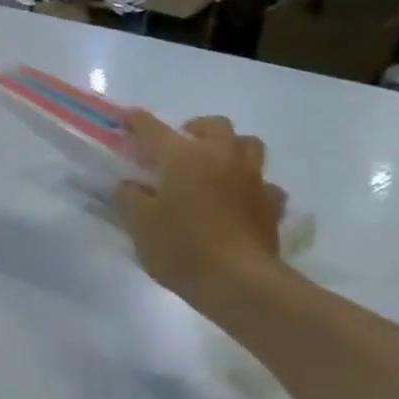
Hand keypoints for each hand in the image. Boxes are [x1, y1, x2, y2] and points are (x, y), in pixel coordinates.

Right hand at [112, 111, 284, 311]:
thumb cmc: (181, 248)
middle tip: (180, 146)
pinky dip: (251, 186)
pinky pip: (264, 184)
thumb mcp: (139, 225)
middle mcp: (222, 157)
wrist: (238, 281)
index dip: (137, 122)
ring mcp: (252, 179)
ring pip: (247, 145)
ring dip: (230, 148)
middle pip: (213, 126)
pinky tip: (240, 201)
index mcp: (184, 158)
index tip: (127, 117)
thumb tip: (128, 185)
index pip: (154, 130)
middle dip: (195, 129)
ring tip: (215, 166)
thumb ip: (128, 198)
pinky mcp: (271, 204)